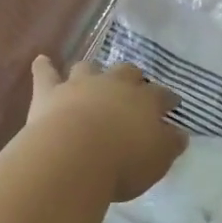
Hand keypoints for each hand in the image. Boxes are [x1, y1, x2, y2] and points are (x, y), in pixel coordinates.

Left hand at [27, 57, 184, 202]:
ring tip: (92, 76)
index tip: (172, 104)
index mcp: (145, 101)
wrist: (74, 156)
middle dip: (132, 78)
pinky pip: (46, 73)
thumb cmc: (123, 162)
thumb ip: (170, 144)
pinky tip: (41, 60)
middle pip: (127, 73)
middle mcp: (114, 85)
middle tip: (134, 86)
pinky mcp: (50, 92)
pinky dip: (44, 67)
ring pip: (88, 68)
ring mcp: (80, 85)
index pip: (162, 95)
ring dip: (92, 71)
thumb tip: (180, 133)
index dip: (168, 99)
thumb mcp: (158, 160)